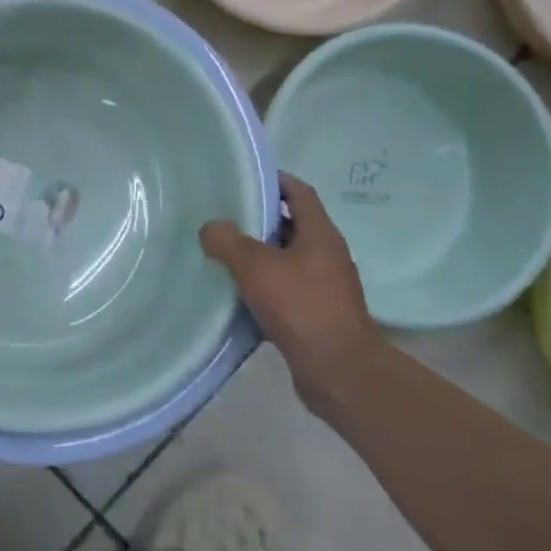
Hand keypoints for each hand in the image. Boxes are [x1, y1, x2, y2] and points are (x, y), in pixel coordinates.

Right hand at [200, 175, 380, 409]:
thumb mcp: (255, 266)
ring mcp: (325, 287)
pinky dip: (263, 287)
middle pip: (292, 226)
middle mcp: (327, 256)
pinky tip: (236, 294)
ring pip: (286, 260)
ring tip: (222, 254)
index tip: (244, 178)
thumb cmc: (301, 307)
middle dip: (259, 220)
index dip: (274, 181)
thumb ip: (228, 241)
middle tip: (223, 216)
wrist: (338, 372)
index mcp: (320, 235)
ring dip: (259, 256)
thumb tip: (211, 228)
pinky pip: (286, 290)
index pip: (299, 193)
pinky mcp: (317, 315)